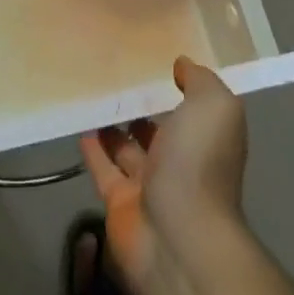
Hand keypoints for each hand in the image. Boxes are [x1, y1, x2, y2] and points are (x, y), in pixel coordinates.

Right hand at [81, 57, 247, 294]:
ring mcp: (148, 185)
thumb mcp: (214, 107)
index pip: (193, 110)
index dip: (178, 87)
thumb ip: (200, 81)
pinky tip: (79, 125)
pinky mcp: (118, 202)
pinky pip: (103, 168)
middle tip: (115, 74)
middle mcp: (181, 162)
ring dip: (113, 125)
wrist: (178, 236)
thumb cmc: (199, 164)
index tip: (154, 59)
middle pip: (159, 129)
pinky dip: (92, 149)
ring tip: (92, 93)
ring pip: (127, 148)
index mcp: (206, 140)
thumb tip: (183, 64)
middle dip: (142, 107)